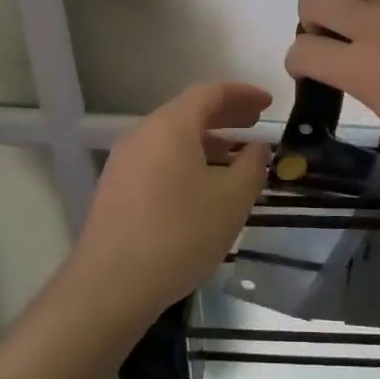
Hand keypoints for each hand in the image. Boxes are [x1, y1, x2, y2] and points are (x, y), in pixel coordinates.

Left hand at [73, 81, 272, 319]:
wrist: (111, 285)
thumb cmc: (180, 234)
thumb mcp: (232, 199)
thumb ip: (252, 165)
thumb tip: (257, 148)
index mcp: (170, 126)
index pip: (210, 93)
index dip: (242, 93)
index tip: (268, 103)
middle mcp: (142, 134)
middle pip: (188, 112)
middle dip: (225, 114)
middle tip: (255, 124)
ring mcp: (124, 162)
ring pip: (171, 138)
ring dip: (206, 140)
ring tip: (234, 157)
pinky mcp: (115, 188)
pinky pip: (158, 159)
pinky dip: (186, 159)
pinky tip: (202, 186)